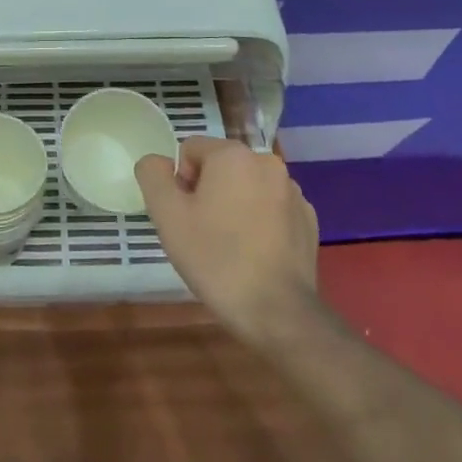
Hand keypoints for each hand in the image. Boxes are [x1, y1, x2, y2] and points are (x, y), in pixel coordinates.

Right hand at [136, 137, 320, 347]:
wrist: (276, 311)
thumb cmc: (214, 257)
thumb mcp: (166, 215)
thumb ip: (153, 175)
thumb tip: (158, 161)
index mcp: (233, 155)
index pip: (190, 150)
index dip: (179, 181)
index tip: (184, 216)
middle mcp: (267, 163)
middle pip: (220, 167)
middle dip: (207, 192)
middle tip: (202, 232)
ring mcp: (293, 191)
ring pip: (246, 187)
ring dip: (233, 205)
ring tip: (229, 246)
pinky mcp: (308, 219)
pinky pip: (271, 208)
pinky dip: (259, 222)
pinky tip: (254, 254)